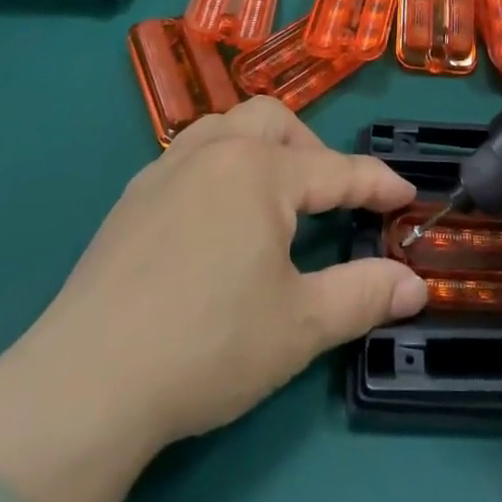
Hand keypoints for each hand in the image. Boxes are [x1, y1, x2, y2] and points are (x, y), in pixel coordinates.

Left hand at [0, 99, 427, 501]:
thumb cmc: (208, 344)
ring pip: (225, 126)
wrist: (87, 381)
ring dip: (261, 145)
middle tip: (329, 194)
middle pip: (274, 121)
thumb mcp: (301, 325)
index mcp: (260, 171)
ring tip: (274, 190)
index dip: (377, 183)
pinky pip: (188, 153)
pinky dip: (219, 163)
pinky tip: (216, 213)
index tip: (406, 195)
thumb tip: (415, 284)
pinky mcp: (131, 197)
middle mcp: (214, 152)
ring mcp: (165, 169)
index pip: (336, 170)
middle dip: (312, 148)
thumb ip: (364, 295)